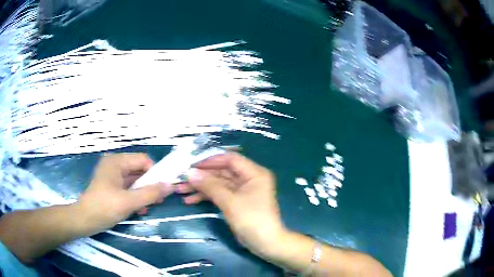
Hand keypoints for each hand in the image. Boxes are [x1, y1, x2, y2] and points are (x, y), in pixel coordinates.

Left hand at [77, 153, 172, 235]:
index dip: (155, 173)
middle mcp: (114, 164)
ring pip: (134, 180)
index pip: (143, 160)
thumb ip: (151, 193)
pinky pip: (128, 188)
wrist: (85, 220)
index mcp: (117, 161)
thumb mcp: (129, 202)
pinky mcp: (111, 186)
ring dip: (143, 193)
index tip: (162, 190)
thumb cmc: (104, 207)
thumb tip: (171, 185)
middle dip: (149, 185)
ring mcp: (112, 175)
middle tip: (157, 201)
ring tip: (149, 207)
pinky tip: (139, 209)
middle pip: (139, 170)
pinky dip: (135, 197)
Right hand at [176, 153, 286, 257]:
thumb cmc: (251, 219)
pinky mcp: (237, 202)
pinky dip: (207, 197)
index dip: (210, 161)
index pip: (230, 159)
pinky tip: (190, 201)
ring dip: (201, 188)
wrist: (265, 243)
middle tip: (182, 180)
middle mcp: (249, 179)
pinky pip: (220, 195)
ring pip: (219, 184)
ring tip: (181, 191)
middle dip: (202, 177)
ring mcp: (242, 191)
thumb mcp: (229, 201)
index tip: (192, 165)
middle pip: (222, 172)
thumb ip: (209, 185)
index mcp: (254, 173)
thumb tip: (190, 173)